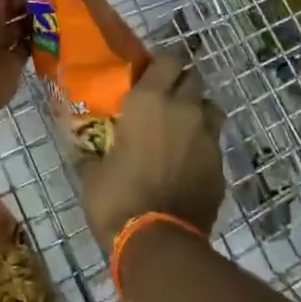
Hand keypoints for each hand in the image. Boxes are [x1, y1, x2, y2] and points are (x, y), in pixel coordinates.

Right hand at [83, 53, 225, 250]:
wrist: (159, 242)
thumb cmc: (117, 199)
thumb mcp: (92, 173)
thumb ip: (91, 152)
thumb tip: (80, 147)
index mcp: (149, 101)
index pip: (168, 59)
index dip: (161, 63)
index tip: (150, 73)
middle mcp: (183, 110)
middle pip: (194, 78)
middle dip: (181, 84)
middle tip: (164, 100)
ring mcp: (207, 137)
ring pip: (210, 108)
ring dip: (198, 111)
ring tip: (182, 129)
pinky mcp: (221, 165)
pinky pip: (214, 142)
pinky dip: (203, 145)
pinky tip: (188, 163)